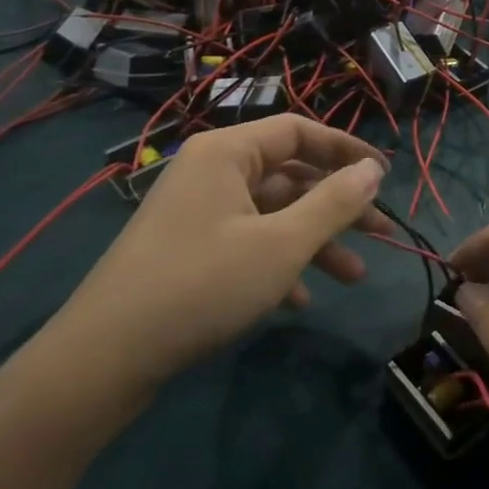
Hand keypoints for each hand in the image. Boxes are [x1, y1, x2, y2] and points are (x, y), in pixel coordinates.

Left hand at [46, 118, 385, 403]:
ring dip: (315, 241)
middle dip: (338, 205)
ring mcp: (197, 213)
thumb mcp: (282, 244)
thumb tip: (373, 169)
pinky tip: (301, 301)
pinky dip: (279, 263)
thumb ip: (334, 202)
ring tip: (355, 276)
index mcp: (227, 153)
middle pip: (290, 175)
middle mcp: (211, 172)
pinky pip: (247, 243)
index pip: (299, 130)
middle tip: (382, 233)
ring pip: (272, 214)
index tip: (385, 175)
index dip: (346, 149)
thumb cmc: (202, 284)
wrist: (104, 358)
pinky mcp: (188, 251)